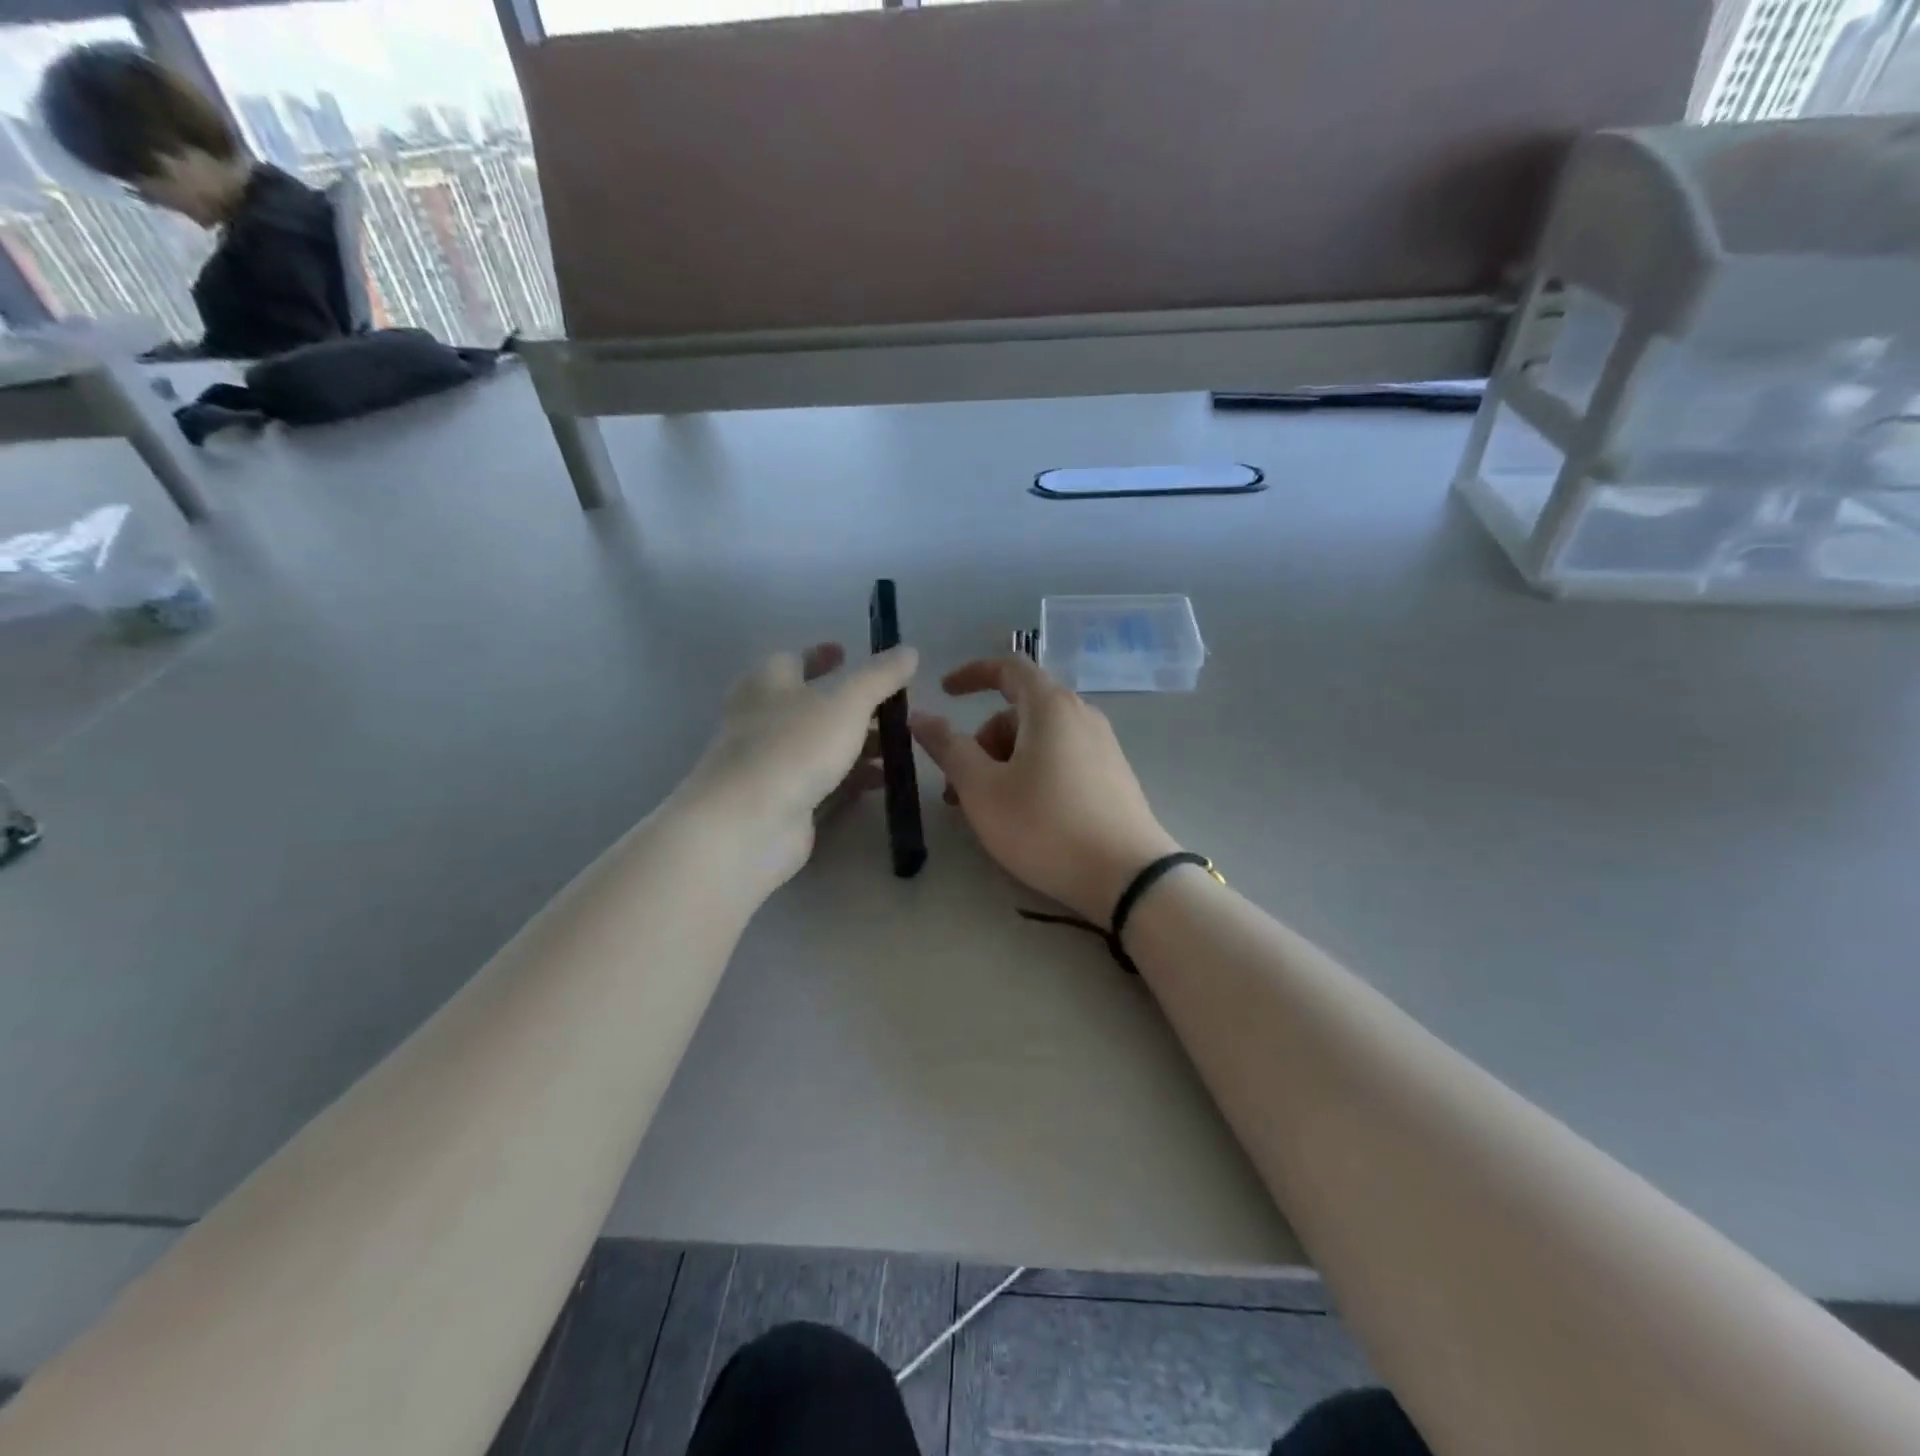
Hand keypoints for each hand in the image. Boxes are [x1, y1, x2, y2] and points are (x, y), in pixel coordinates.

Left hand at [678, 642, 917, 896]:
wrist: (749, 822)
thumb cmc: (794, 746)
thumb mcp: (846, 701)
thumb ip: (880, 676)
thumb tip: (909, 650)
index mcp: (768, 683)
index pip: (794, 659)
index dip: (821, 656)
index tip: (847, 653)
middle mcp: (763, 719)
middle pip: (811, 705)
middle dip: (852, 705)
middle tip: (891, 708)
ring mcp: (771, 764)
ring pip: (820, 745)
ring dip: (857, 744)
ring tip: (897, 748)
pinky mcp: (782, 801)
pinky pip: (822, 781)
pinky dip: (850, 777)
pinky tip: (880, 782)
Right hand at [910, 657, 1178, 922]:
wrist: (1128, 877)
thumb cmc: (1046, 826)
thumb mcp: (983, 790)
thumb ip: (949, 748)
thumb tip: (920, 716)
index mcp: (1050, 706)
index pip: (1008, 667)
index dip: (971, 674)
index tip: (944, 693)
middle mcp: (1081, 715)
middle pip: (1019, 710)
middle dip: (982, 741)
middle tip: (958, 787)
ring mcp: (1102, 746)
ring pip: (1039, 739)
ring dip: (1003, 762)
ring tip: (987, 810)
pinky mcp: (1113, 776)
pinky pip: (1061, 758)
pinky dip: (1032, 772)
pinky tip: (1024, 815)